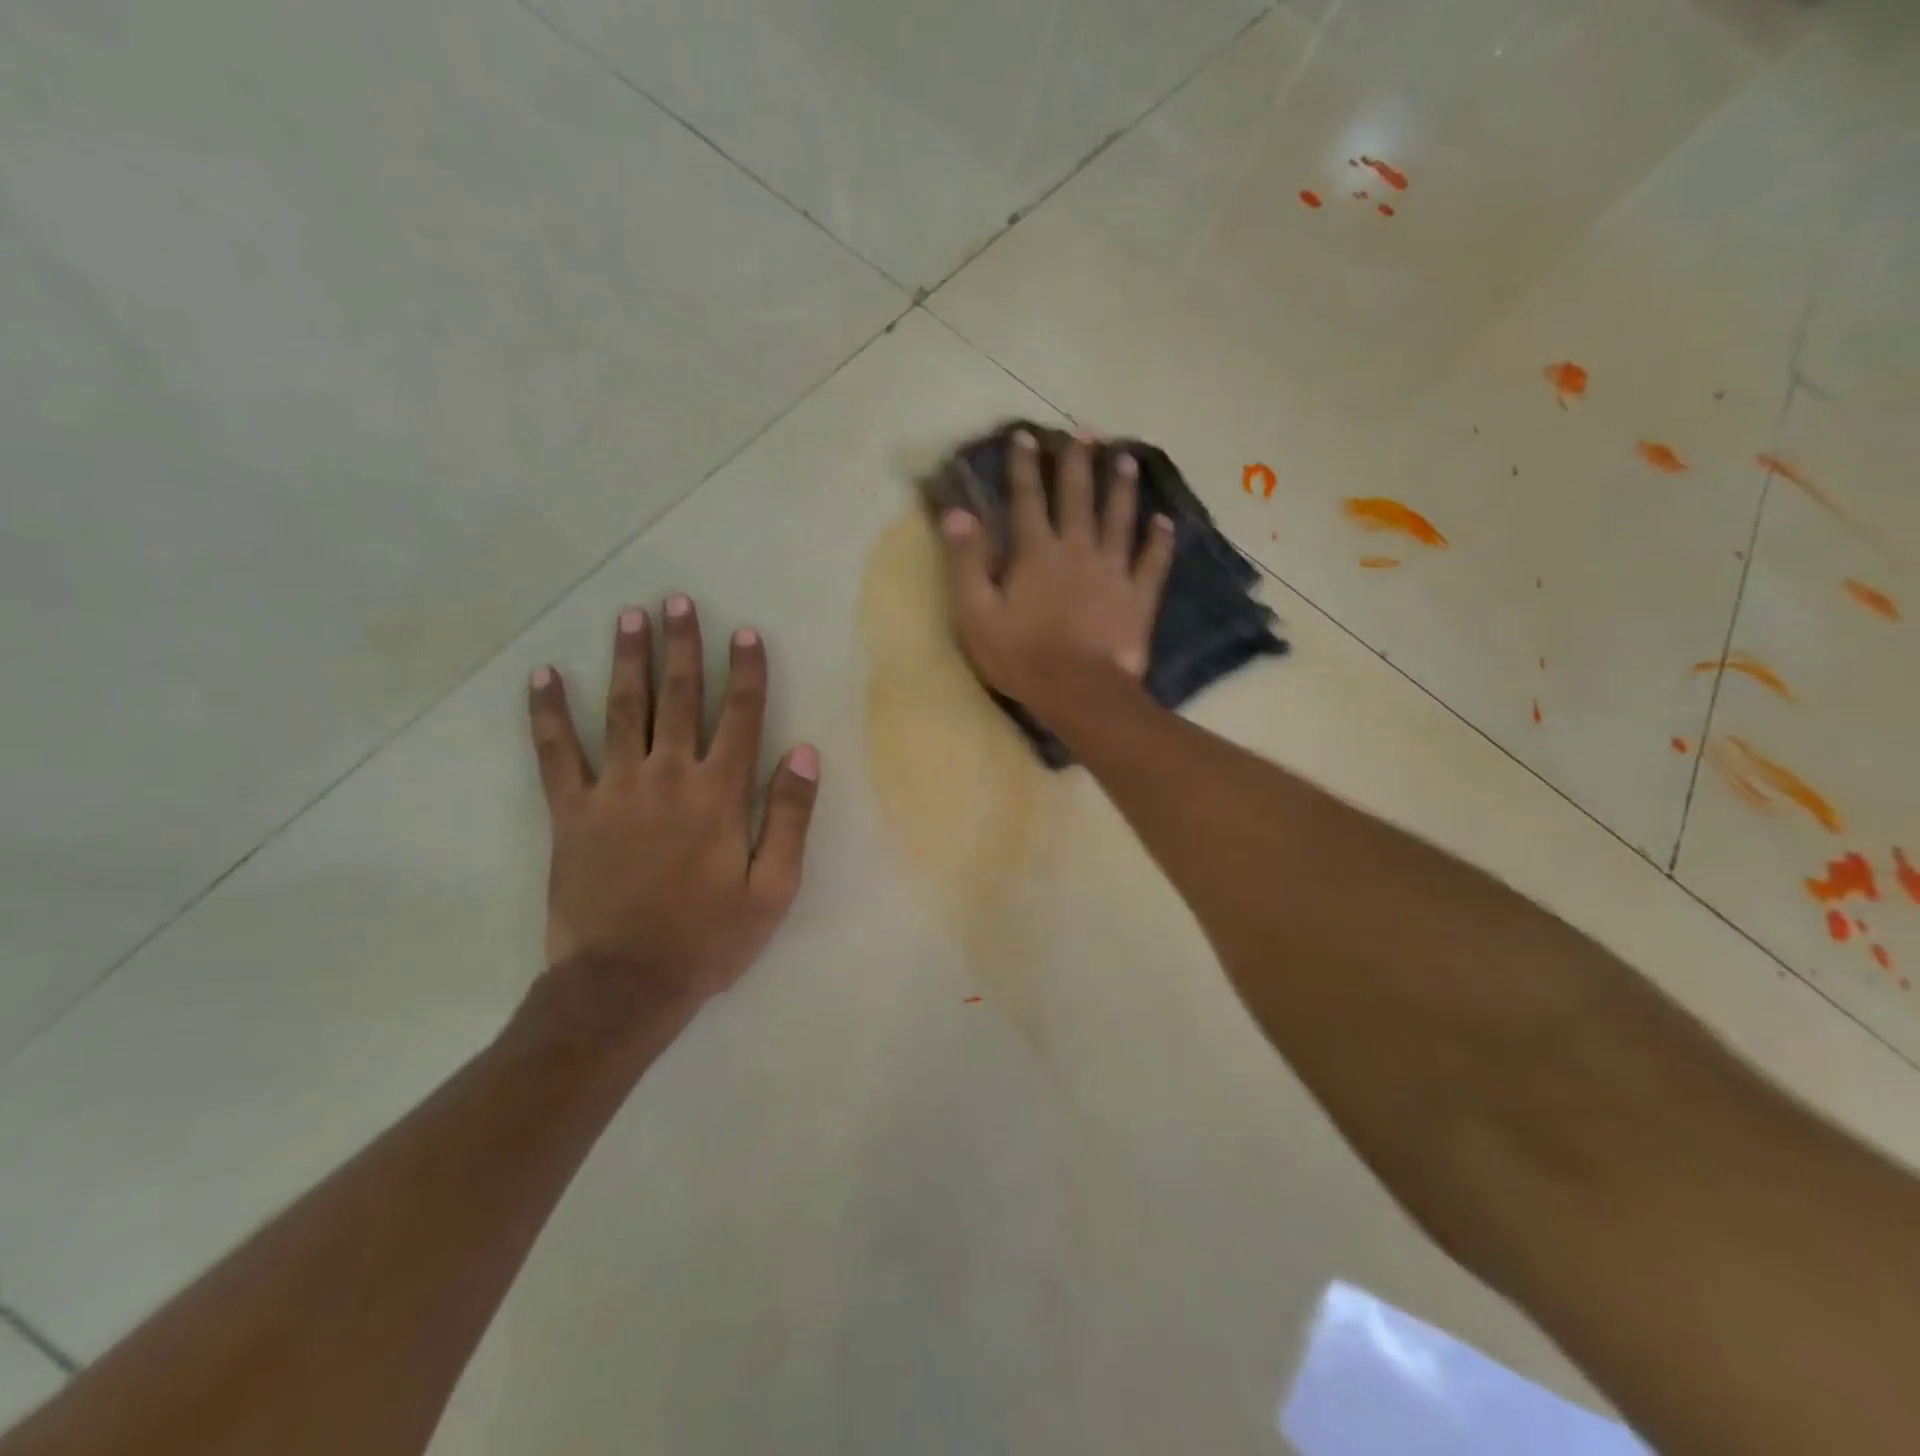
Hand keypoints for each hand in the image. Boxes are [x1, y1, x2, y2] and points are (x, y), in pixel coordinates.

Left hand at [525, 595, 820, 1010]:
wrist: (625, 984)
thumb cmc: (709, 938)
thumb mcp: (773, 888)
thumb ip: (791, 817)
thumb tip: (805, 753)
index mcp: (720, 794)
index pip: (739, 716)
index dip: (745, 672)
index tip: (745, 632)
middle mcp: (668, 777)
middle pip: (678, 697)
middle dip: (682, 646)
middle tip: (677, 601)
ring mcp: (614, 790)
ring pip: (623, 710)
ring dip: (627, 660)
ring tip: (629, 617)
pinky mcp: (570, 812)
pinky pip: (556, 753)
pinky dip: (548, 714)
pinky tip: (543, 677)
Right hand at [940, 430, 1174, 717]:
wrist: (1079, 691)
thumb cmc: (1021, 656)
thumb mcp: (976, 613)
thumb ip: (967, 562)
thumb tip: (958, 513)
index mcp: (1036, 553)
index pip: (1027, 499)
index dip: (1025, 466)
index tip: (1026, 435)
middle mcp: (1077, 550)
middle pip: (1079, 498)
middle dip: (1079, 463)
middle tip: (1086, 431)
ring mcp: (1113, 571)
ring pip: (1119, 520)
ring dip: (1122, 488)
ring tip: (1127, 459)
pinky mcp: (1138, 597)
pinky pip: (1152, 562)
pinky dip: (1160, 541)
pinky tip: (1166, 522)